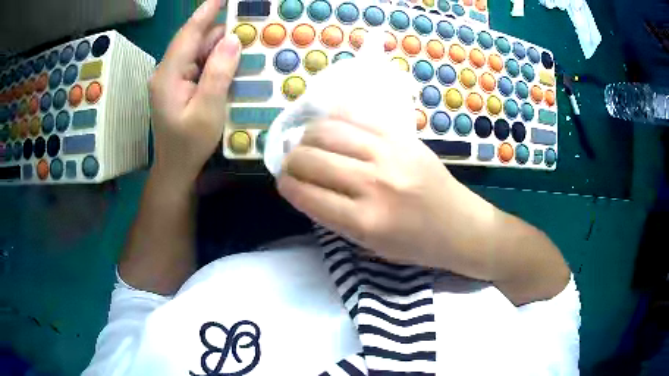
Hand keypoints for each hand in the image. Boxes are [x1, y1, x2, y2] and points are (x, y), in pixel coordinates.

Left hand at [148, 0, 239, 190]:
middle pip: (194, 40)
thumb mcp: (207, 111)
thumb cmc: (189, 145)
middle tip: (247, 20)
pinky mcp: (178, 85)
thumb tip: (232, 40)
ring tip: (246, 37)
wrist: (175, 169)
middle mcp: (167, 71)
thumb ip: (218, 74)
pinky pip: (198, 63)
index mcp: (168, 76)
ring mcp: (172, 78)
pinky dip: (216, 58)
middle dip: (219, 28)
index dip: (205, 12)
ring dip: (220, 44)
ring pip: (198, 51)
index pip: (187, 34)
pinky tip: (233, 58)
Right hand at [276, 115, 499, 277]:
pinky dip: (334, 119)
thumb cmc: (415, 245)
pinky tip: (330, 127)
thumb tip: (304, 185)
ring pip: (327, 131)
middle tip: (291, 163)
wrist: (461, 226)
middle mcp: (373, 184)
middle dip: (290, 160)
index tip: (283, 182)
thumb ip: (334, 216)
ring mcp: (389, 154)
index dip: (285, 185)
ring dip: (306, 136)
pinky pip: (356, 116)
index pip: (305, 194)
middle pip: (310, 159)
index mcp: (364, 222)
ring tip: (307, 143)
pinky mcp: (402, 137)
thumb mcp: (369, 246)